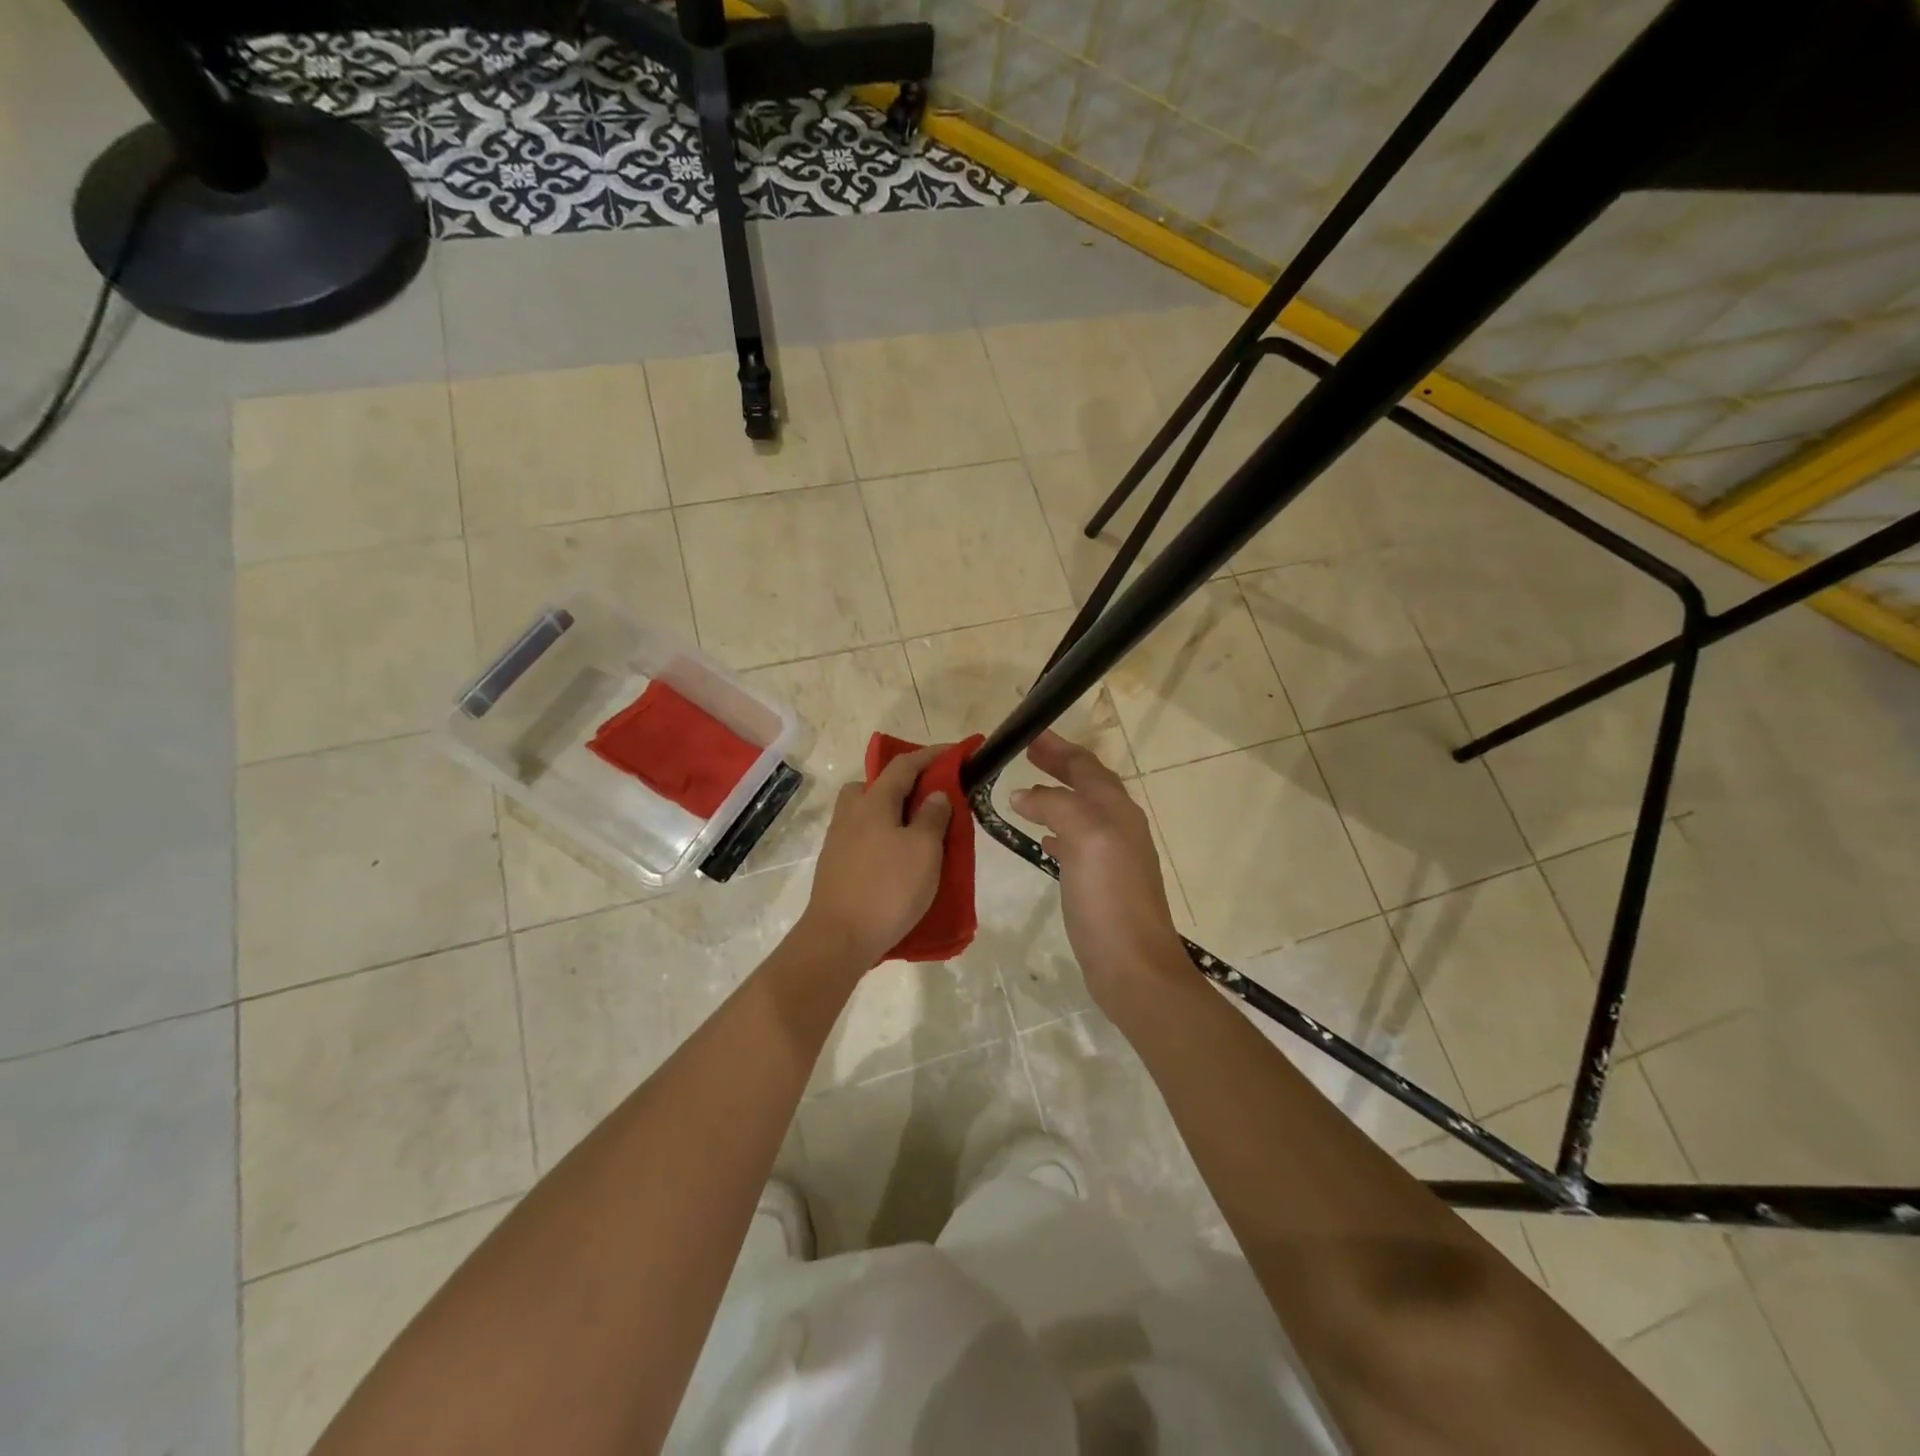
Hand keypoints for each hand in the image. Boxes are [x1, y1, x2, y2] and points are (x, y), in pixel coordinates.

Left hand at [798, 745, 952, 967]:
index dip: (930, 755)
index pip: (903, 765)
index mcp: (873, 802)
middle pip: (875, 785)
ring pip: (867, 812)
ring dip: (892, 813)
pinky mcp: (835, 866)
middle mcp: (850, 814)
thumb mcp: (924, 850)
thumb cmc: (888, 889)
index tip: (955, 753)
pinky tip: (898, 859)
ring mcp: (838, 841)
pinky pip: (863, 837)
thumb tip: (935, 794)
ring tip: (918, 833)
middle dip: (903, 784)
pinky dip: (883, 836)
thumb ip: (932, 816)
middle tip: (930, 798)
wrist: (839, 938)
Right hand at [1010, 731, 1187, 1014]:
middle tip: (1029, 752)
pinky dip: (1058, 831)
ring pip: (1082, 813)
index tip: (1029, 735)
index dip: (1059, 749)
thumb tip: (1024, 795)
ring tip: (1026, 792)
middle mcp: (1119, 828)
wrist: (1134, 966)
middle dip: (1059, 766)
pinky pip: (1077, 843)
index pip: (1087, 767)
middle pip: (1087, 785)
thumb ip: (1056, 807)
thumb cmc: (1109, 898)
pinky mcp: (1102, 884)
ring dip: (1056, 797)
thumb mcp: (1085, 840)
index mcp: (1117, 811)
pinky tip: (1043, 840)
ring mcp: (1113, 857)